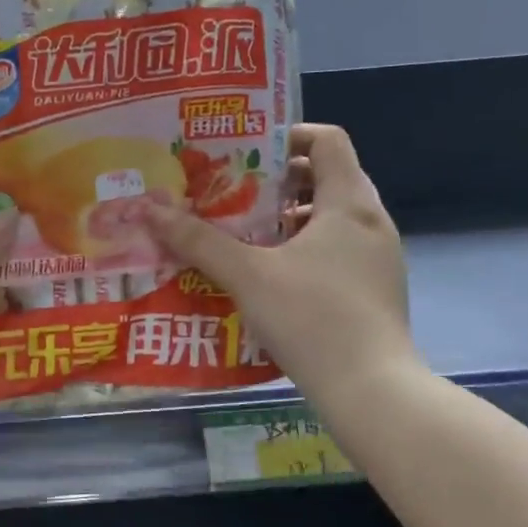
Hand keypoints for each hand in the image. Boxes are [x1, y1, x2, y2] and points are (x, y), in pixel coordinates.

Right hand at [144, 124, 417, 412]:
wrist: (371, 391)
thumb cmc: (311, 318)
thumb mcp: (246, 275)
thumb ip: (198, 240)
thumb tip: (149, 208)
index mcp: (349, 204)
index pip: (327, 140)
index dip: (286, 135)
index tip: (244, 152)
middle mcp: (371, 222)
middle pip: (326, 177)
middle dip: (277, 180)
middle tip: (231, 192)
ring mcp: (378, 258)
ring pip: (330, 218)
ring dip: (287, 217)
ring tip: (243, 233)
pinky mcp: (374, 289)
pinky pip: (336, 249)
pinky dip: (303, 248)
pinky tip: (268, 275)